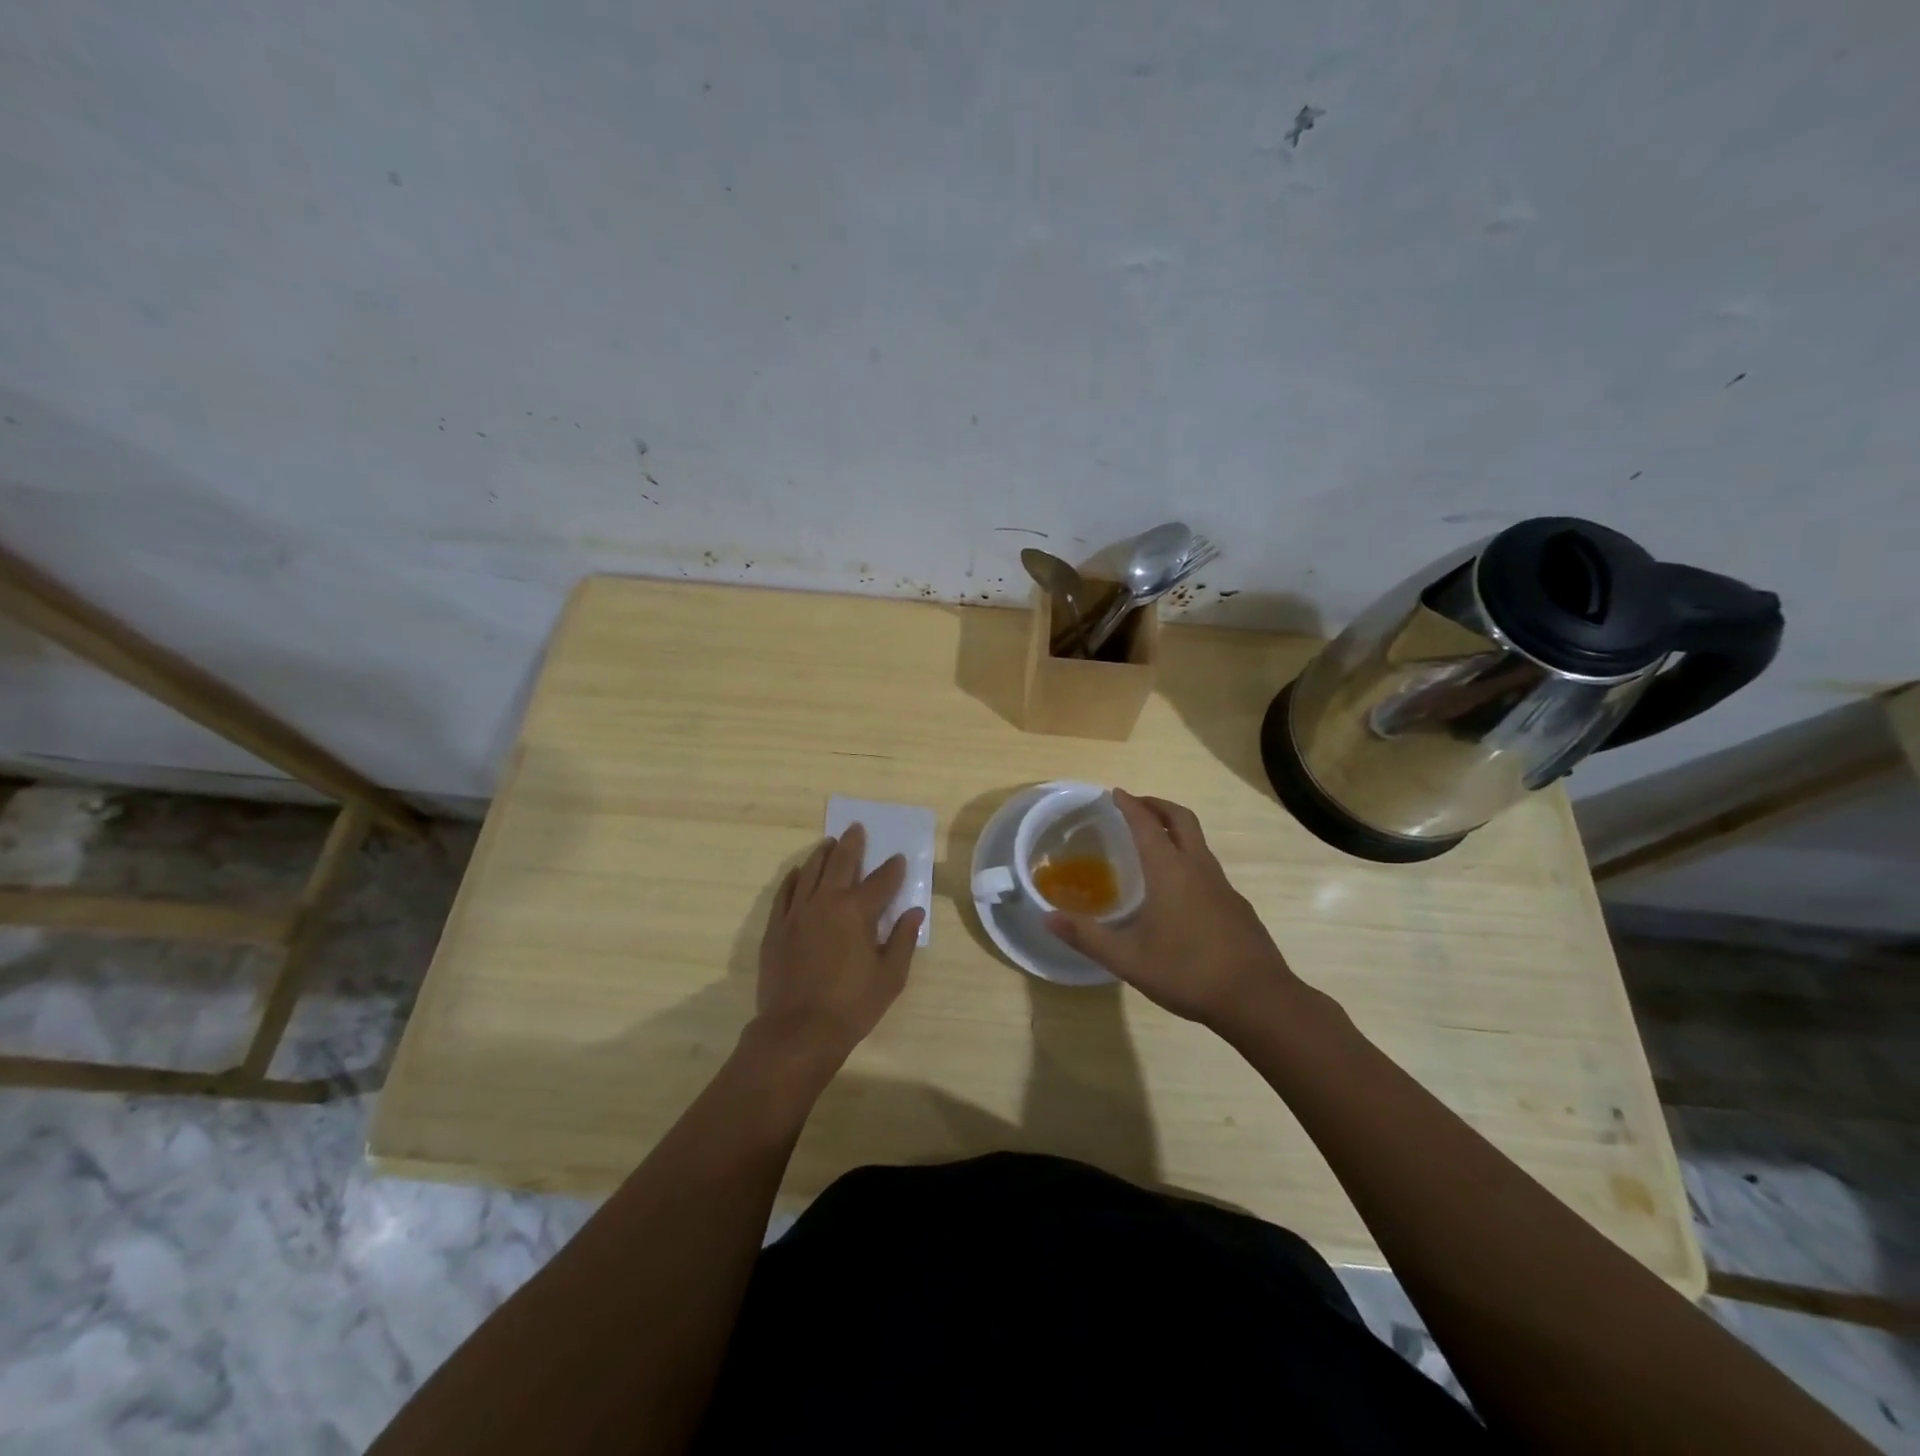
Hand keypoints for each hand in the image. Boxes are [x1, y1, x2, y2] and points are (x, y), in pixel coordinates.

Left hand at [752, 823, 923, 1063]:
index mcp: (857, 912)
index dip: (893, 869)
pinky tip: (799, 872)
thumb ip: (903, 940)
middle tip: (856, 829)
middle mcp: (826, 902)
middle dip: (852, 844)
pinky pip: (785, 892)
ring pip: (811, 871)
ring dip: (822, 854)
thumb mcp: (890, 977)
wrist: (798, 1030)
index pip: (881, 881)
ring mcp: (797, 912)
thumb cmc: (852, 1005)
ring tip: (829, 843)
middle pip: (841, 862)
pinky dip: (795, 878)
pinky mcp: (776, 927)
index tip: (898, 859)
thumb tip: (914, 912)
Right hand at [1044, 790, 1298, 1031]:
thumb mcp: (1128, 959)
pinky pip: (1208, 868)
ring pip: (1198, 843)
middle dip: (1157, 805)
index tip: (1115, 793)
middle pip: (1181, 819)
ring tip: (1153, 845)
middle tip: (1136, 806)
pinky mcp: (1237, 906)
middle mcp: (1198, 868)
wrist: (1258, 999)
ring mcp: (1223, 886)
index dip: (1129, 805)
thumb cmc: (1188, 972)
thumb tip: (1047, 918)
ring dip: (1175, 831)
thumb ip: (1087, 936)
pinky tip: (1179, 892)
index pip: (1146, 824)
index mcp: (1170, 871)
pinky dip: (1189, 859)